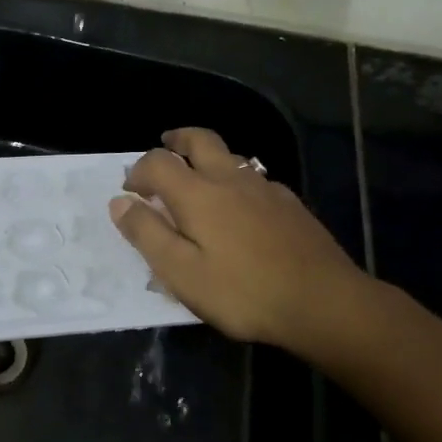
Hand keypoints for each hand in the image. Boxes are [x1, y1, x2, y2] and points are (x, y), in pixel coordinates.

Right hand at [110, 127, 366, 352]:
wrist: (322, 301)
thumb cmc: (243, 292)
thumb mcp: (181, 273)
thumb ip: (147, 234)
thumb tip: (119, 202)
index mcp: (198, 194)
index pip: (158, 163)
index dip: (138, 171)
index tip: (131, 191)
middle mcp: (230, 178)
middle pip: (199, 140)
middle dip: (176, 140)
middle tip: (164, 147)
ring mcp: (265, 188)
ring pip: (230, 156)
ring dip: (207, 158)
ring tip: (198, 180)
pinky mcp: (290, 203)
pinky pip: (254, 178)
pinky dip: (236, 180)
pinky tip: (241, 208)